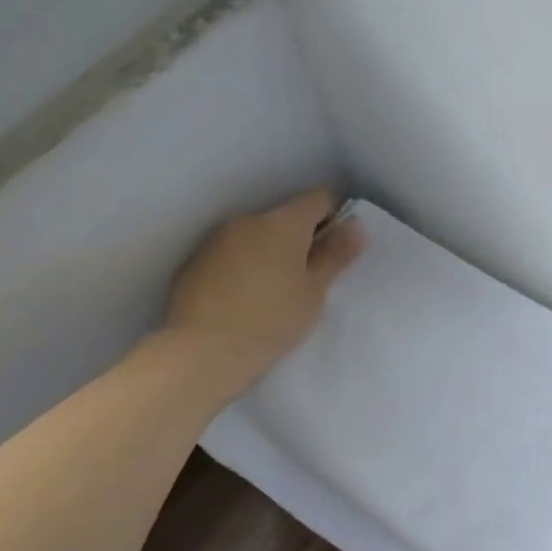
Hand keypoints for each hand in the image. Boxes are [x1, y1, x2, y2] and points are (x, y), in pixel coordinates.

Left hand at [162, 188, 365, 401]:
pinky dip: (244, 266)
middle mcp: (249, 220)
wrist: (202, 352)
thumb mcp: (314, 292)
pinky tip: (245, 299)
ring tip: (274, 292)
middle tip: (308, 278)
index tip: (335, 251)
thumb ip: (336, 255)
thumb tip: (355, 226)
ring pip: (256, 235)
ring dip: (271, 252)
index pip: (319, 198)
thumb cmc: (271, 320)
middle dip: (300, 239)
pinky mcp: (196, 261)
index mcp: (284, 222)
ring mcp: (218, 239)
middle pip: (285, 217)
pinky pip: (232, 253)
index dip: (334, 218)